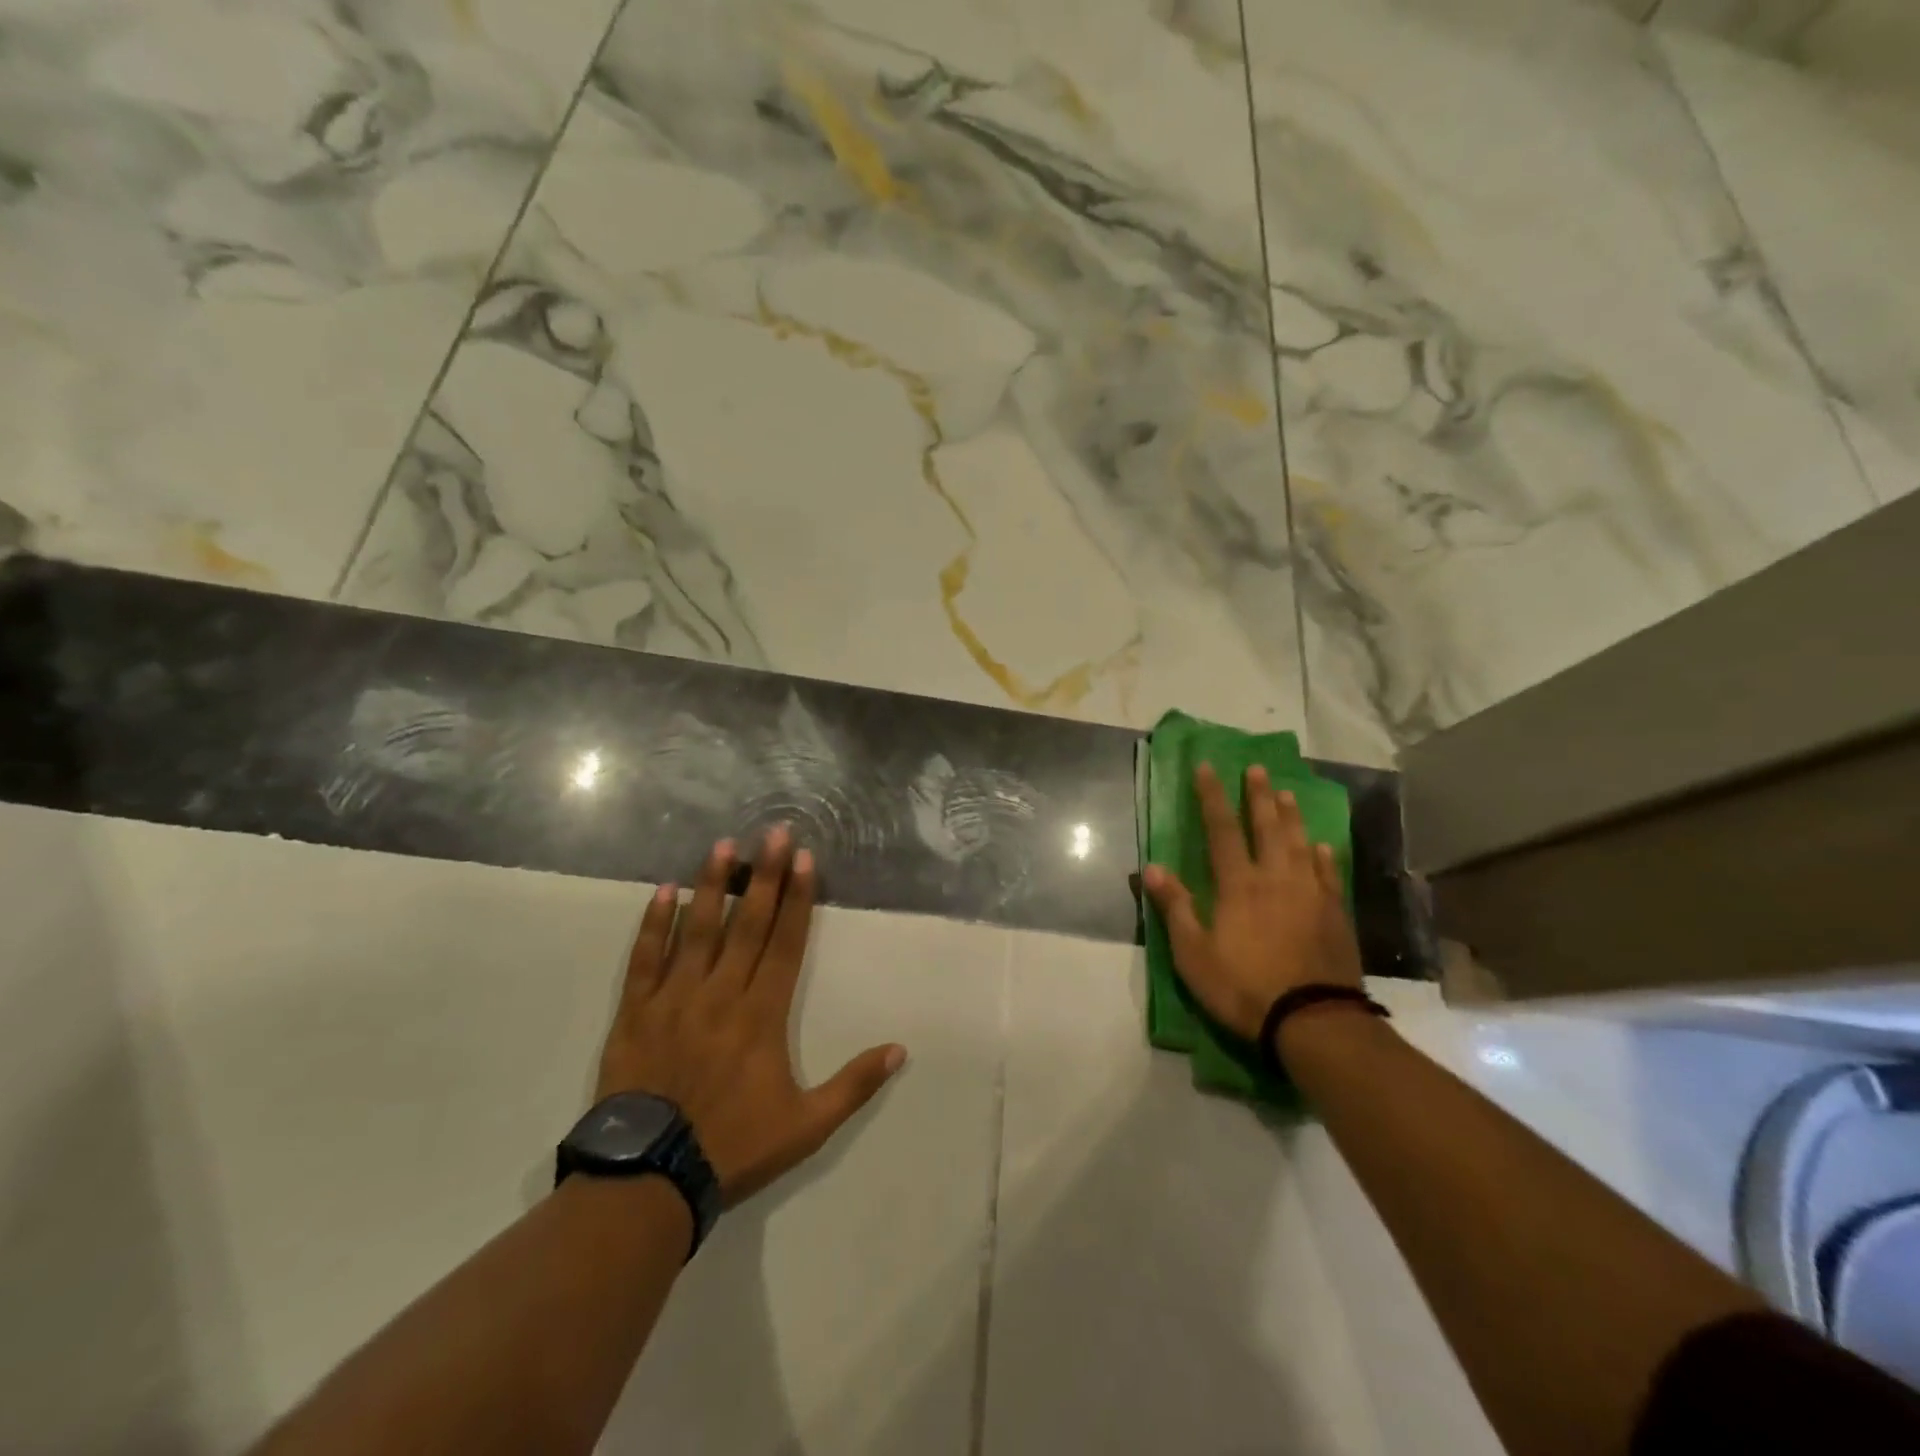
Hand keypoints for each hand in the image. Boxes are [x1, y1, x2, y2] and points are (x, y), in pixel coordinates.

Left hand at [595, 827, 906, 1204]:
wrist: (649, 1179)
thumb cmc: (733, 1146)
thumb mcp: (807, 1125)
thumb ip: (854, 1084)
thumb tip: (901, 1049)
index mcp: (762, 1015)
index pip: (785, 943)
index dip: (797, 898)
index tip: (804, 859)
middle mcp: (722, 994)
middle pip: (747, 924)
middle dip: (764, 875)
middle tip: (773, 831)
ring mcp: (675, 999)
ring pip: (698, 930)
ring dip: (711, 885)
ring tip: (722, 845)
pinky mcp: (636, 1012)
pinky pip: (645, 959)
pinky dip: (654, 924)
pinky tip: (663, 892)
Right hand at [1142, 762, 1362, 1042]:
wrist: (1312, 1019)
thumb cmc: (1243, 987)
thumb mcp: (1193, 954)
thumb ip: (1174, 907)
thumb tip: (1151, 866)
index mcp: (1238, 885)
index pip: (1221, 830)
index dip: (1212, 797)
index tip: (1207, 767)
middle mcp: (1276, 879)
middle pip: (1267, 827)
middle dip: (1258, 796)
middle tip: (1257, 769)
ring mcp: (1310, 894)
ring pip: (1300, 844)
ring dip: (1292, 817)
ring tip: (1287, 793)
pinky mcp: (1335, 915)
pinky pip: (1329, 875)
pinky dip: (1324, 857)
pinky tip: (1322, 846)